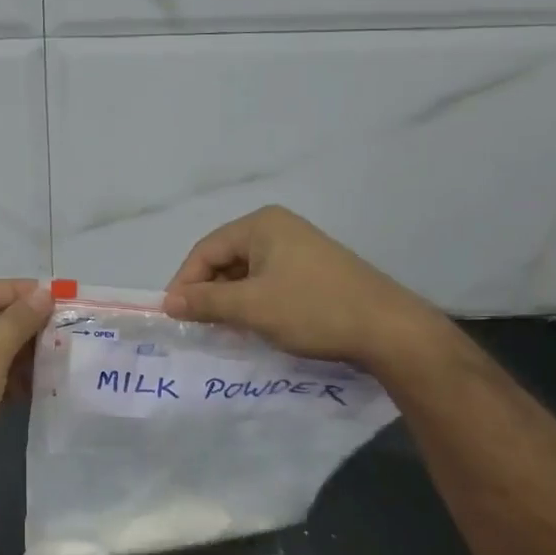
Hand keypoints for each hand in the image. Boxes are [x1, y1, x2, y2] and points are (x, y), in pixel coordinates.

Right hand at [162, 206, 444, 369]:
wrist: (388, 329)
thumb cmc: (313, 309)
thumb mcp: (251, 307)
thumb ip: (206, 302)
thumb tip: (168, 303)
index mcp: (261, 225)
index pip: (205, 250)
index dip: (185, 283)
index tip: (174, 316)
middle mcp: (278, 228)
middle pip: (225, 259)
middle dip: (208, 292)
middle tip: (197, 325)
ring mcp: (299, 248)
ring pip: (247, 273)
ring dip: (230, 300)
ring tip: (223, 329)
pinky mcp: (313, 270)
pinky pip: (268, 282)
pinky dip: (254, 302)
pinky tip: (253, 326)